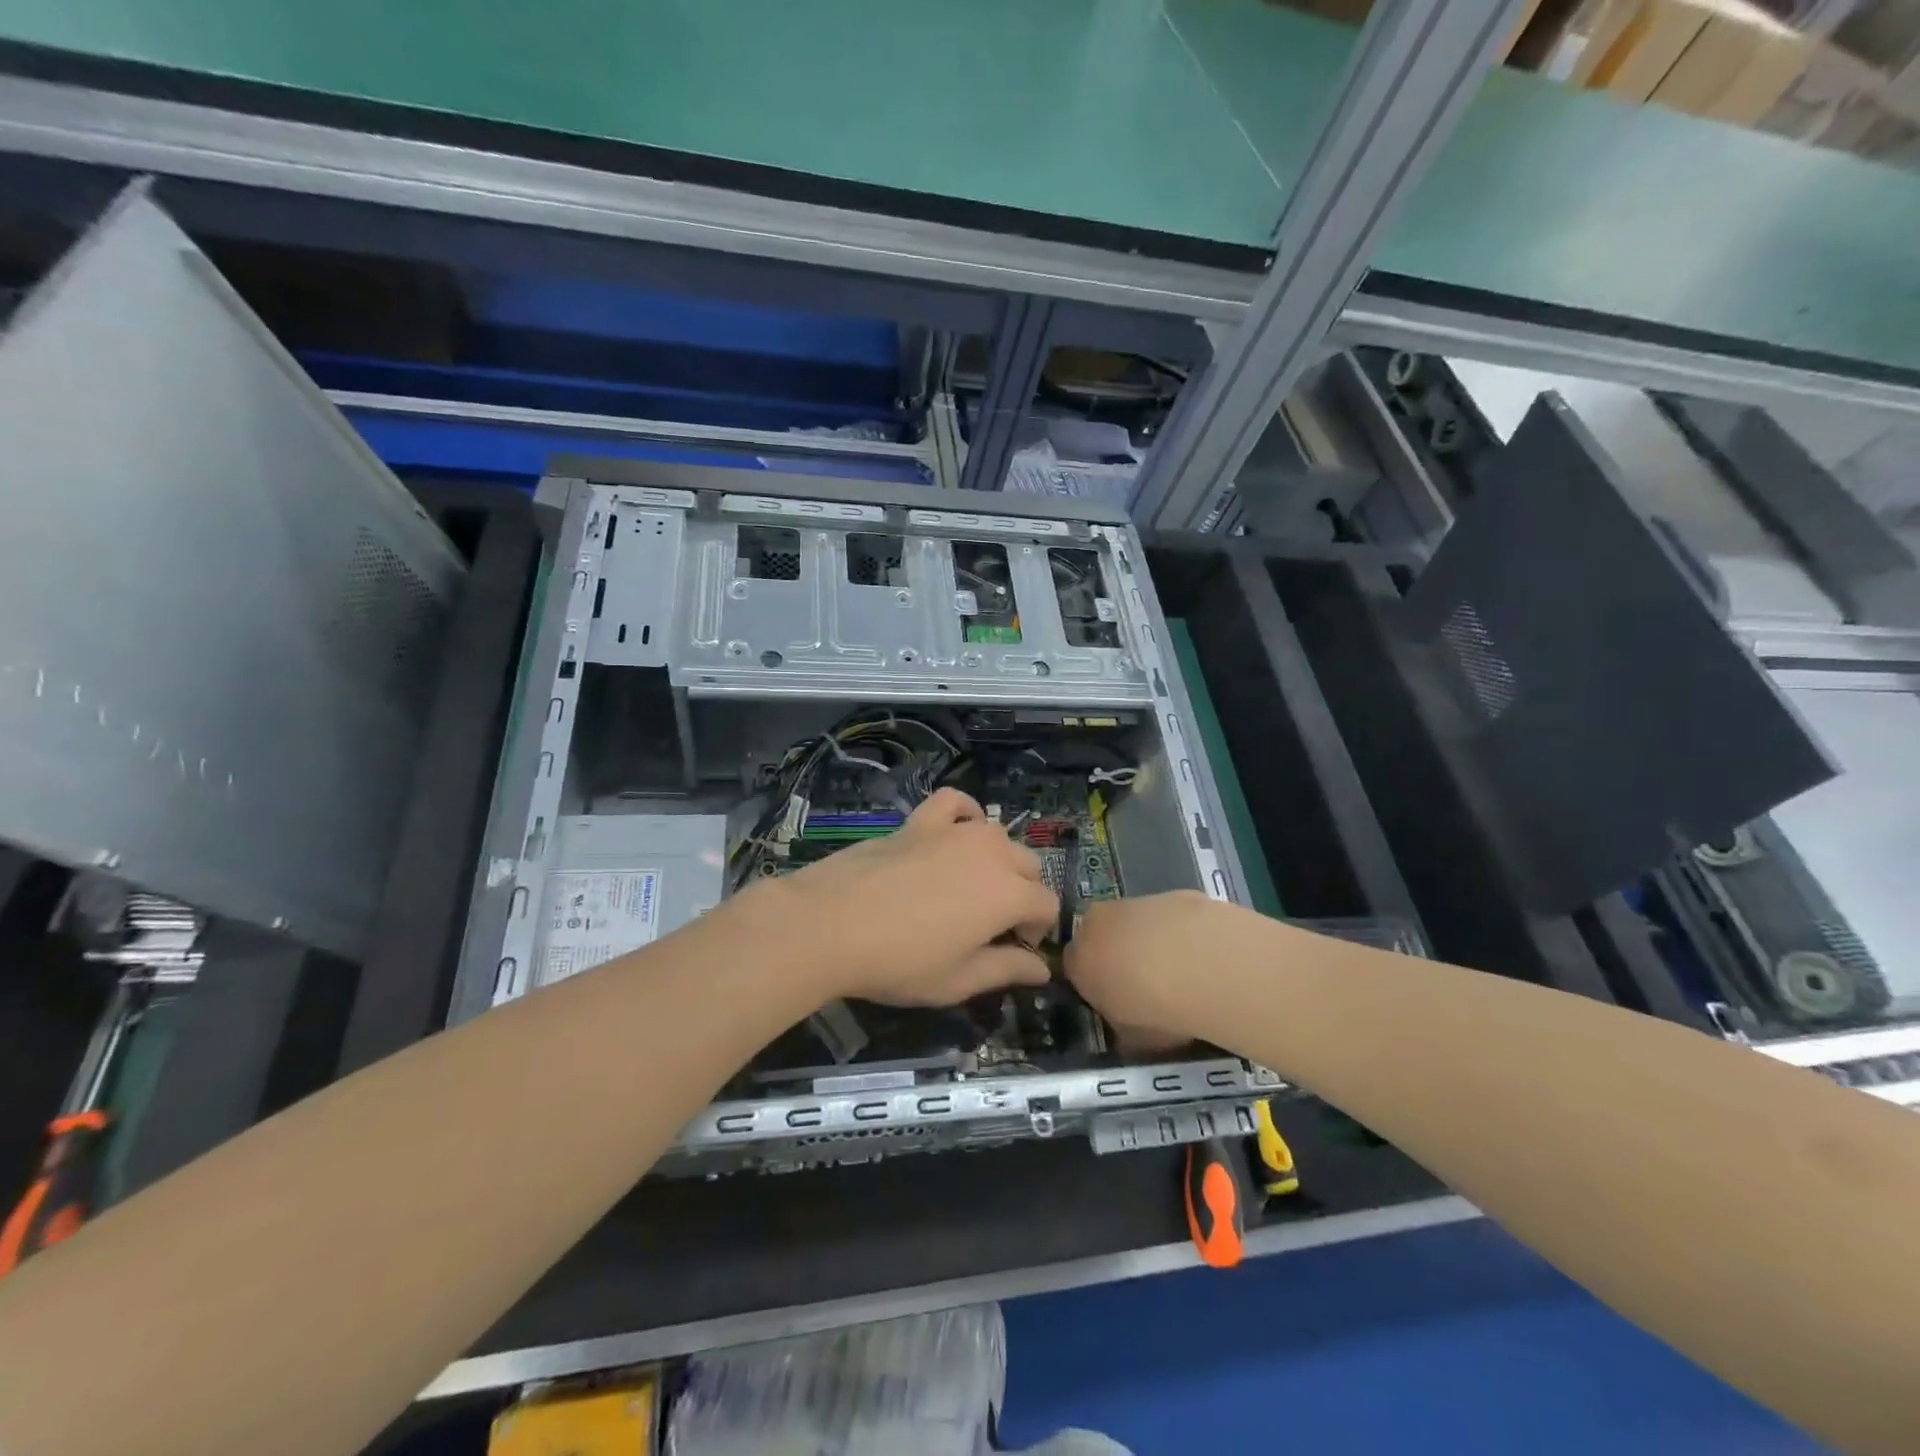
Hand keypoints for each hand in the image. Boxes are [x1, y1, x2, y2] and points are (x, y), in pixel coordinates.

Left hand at [744, 788, 1057, 1005]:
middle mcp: (991, 853)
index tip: (1012, 950)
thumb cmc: (899, 961)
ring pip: (998, 836)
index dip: (1036, 931)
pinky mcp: (921, 821)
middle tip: (990, 927)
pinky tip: (957, 832)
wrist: (831, 923)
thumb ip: (1006, 970)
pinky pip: (955, 803)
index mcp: (1009, 894)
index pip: (1047, 905)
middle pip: (1029, 866)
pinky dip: (964, 814)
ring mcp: (955, 831)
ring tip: (972, 887)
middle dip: (1022, 895)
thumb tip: (1042, 970)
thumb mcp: (958, 980)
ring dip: (998, 860)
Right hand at [1064, 891, 1262, 1051]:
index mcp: (1079, 961)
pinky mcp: (1169, 894)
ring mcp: (1133, 903)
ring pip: (1134, 921)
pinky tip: (1203, 953)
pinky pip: (1168, 915)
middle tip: (1144, 981)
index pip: (1075, 968)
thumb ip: (1124, 1030)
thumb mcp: (1133, 1039)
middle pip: (1100, 936)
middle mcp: (1097, 924)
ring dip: (1148, 939)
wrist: (1200, 965)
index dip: (1095, 982)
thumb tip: (1128, 1035)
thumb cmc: (1156, 1011)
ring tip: (1180, 969)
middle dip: (1117, 953)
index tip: (1115, 998)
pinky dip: (1179, 930)